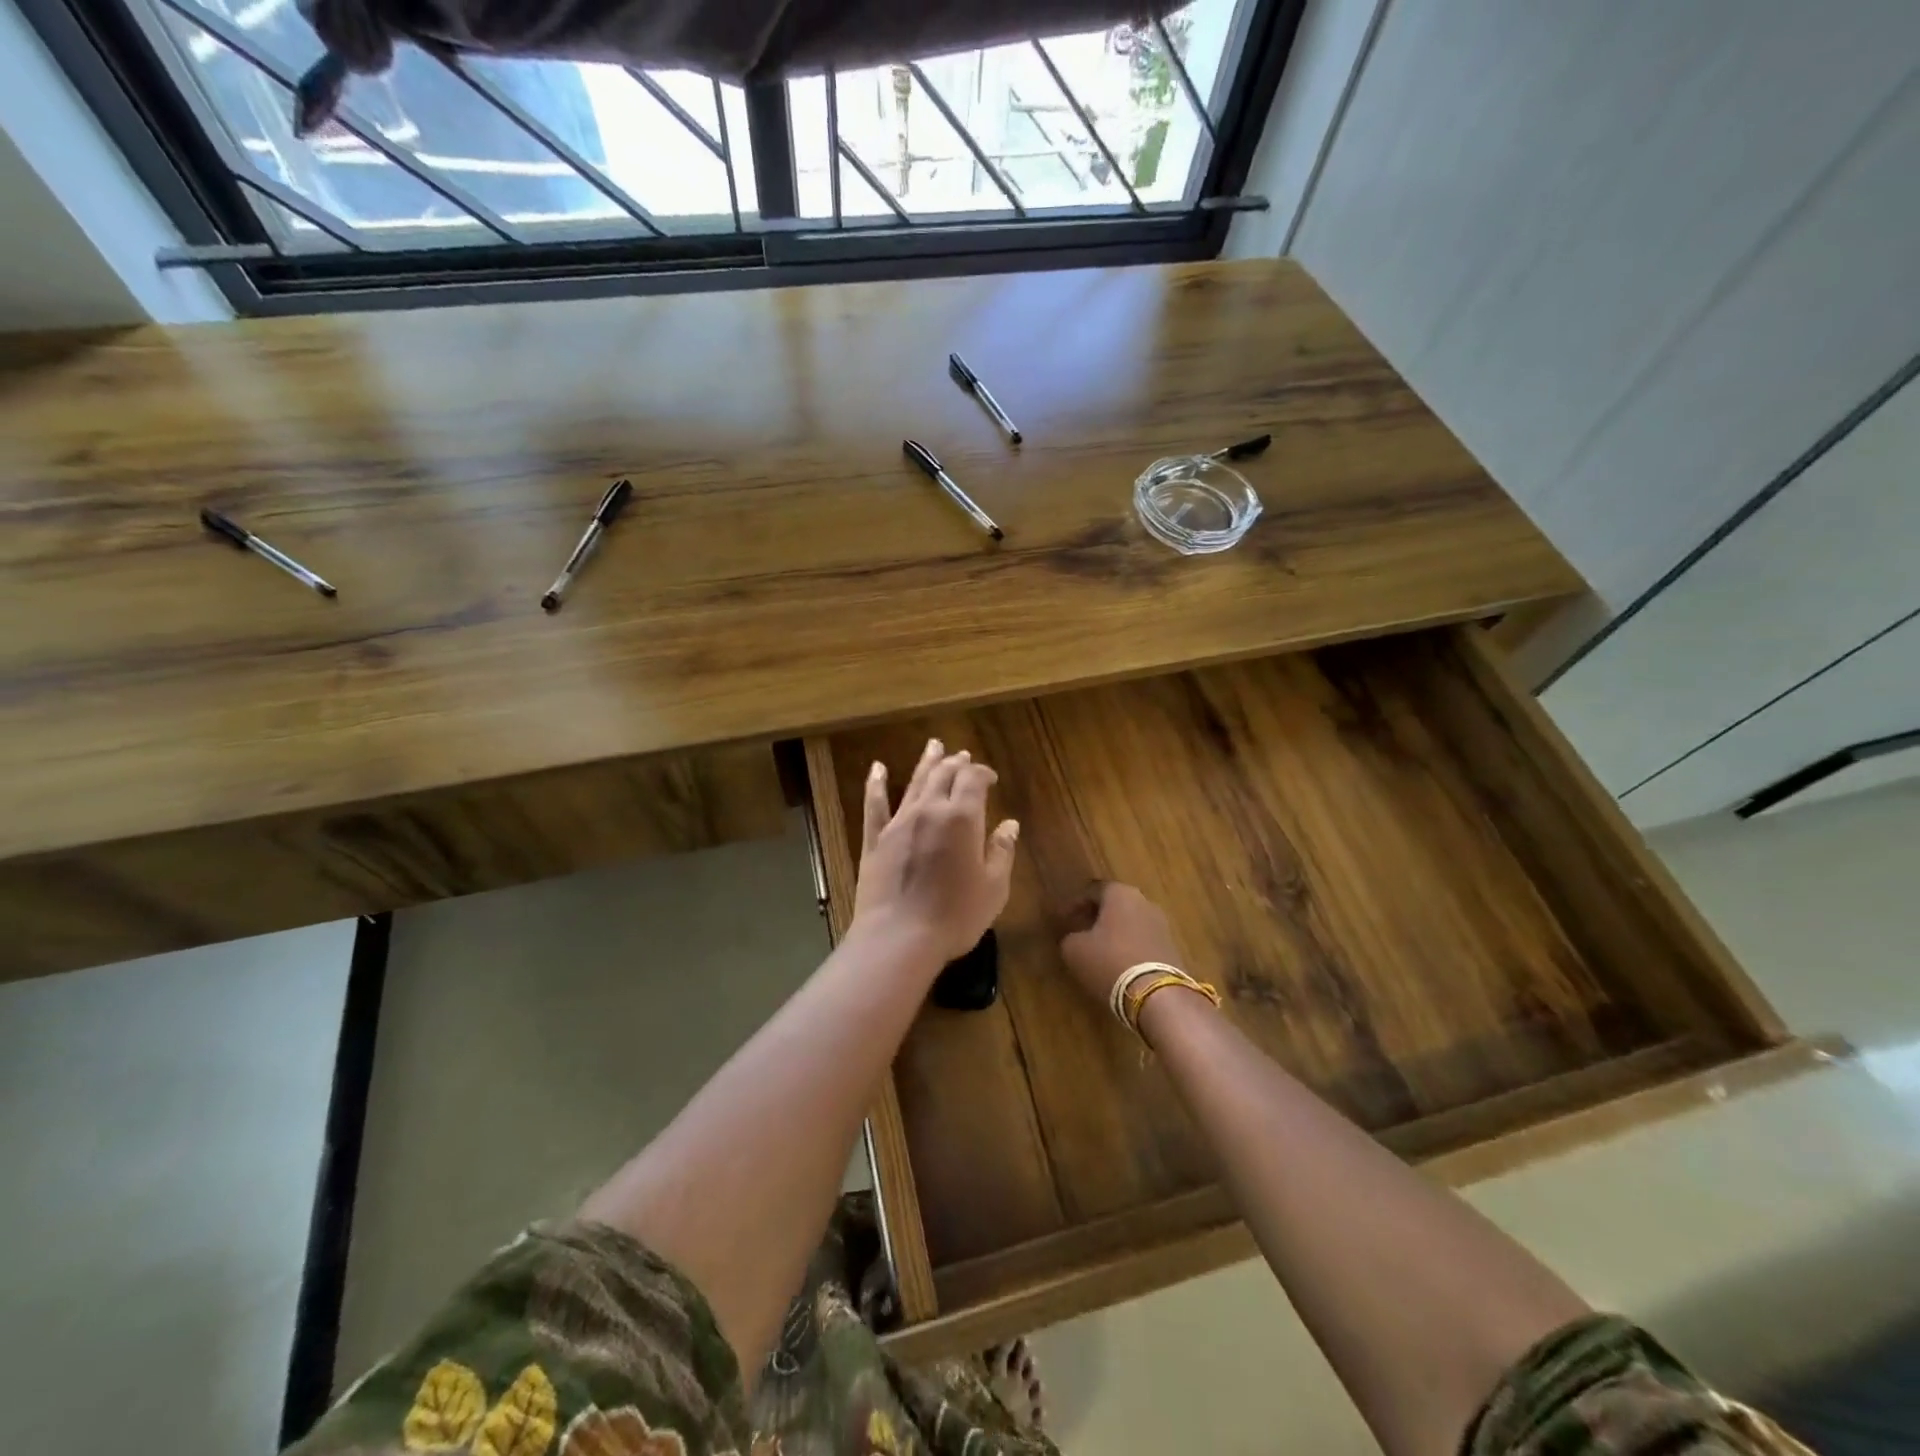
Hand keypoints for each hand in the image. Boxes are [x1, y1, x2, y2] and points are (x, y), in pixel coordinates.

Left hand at [852, 739, 1019, 964]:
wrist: (899, 937)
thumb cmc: (955, 916)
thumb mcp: (993, 888)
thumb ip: (1002, 852)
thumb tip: (1009, 825)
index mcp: (962, 818)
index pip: (973, 780)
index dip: (983, 773)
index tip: (991, 777)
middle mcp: (929, 810)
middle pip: (943, 775)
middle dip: (956, 763)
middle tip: (962, 756)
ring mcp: (898, 822)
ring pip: (914, 783)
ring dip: (926, 763)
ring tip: (933, 746)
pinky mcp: (874, 839)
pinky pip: (874, 804)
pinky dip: (876, 783)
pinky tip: (877, 768)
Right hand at [1059, 881, 1183, 1004]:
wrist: (1157, 995)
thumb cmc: (1109, 961)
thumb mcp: (1074, 950)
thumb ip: (1070, 937)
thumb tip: (1074, 938)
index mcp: (1120, 894)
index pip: (1093, 890)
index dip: (1075, 904)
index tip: (1063, 919)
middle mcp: (1144, 902)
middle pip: (1115, 905)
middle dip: (1097, 917)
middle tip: (1080, 932)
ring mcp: (1162, 925)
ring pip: (1131, 923)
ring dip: (1114, 934)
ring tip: (1098, 951)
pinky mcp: (1171, 949)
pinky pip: (1143, 941)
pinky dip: (1129, 948)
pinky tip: (1118, 964)